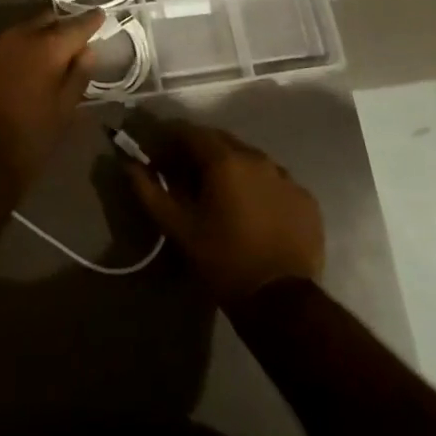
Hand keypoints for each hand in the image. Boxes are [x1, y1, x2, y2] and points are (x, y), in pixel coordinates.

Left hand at [0, 10, 102, 190]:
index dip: (89, 21)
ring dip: (21, 44)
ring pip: (10, 34)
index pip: (74, 26)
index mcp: (45, 48)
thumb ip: (78, 76)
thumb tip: (87, 51)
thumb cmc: (30, 139)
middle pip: (41, 22)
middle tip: (63, 42)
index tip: (98, 16)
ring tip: (25, 62)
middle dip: (54, 29)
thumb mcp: (64, 111)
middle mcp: (14, 36)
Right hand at [125, 123, 323, 305]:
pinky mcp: (306, 199)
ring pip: (250, 159)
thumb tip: (128, 165)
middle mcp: (257, 158)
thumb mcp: (177, 227)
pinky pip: (275, 181)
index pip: (189, 132)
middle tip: (185, 175)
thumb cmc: (222, 260)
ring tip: (220, 195)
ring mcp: (286, 177)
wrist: (281, 302)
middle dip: (199, 151)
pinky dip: (258, 187)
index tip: (158, 158)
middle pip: (221, 141)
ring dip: (230, 168)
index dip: (169, 140)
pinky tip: (252, 211)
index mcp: (224, 160)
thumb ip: (149, 191)